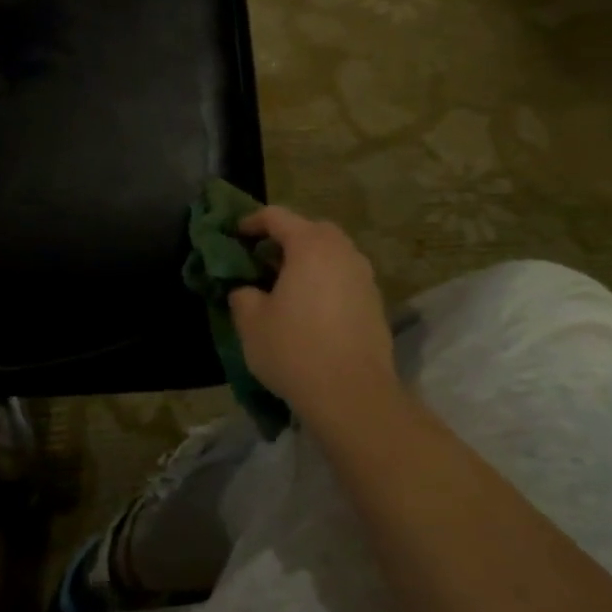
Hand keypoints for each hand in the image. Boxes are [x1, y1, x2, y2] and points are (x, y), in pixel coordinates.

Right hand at [227, 205, 401, 426]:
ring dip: (309, 260)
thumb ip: (243, 296)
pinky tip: (310, 308)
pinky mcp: (375, 304)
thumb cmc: (294, 350)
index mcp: (310, 246)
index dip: (252, 221)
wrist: (352, 395)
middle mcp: (342, 253)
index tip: (236, 234)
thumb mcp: (251, 323)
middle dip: (286, 237)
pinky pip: (344, 278)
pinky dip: (325, 281)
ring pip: (333, 254)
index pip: (277, 216)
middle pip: (312, 230)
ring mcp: (364, 278)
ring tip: (286, 283)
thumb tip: (246, 290)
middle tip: (263, 258)